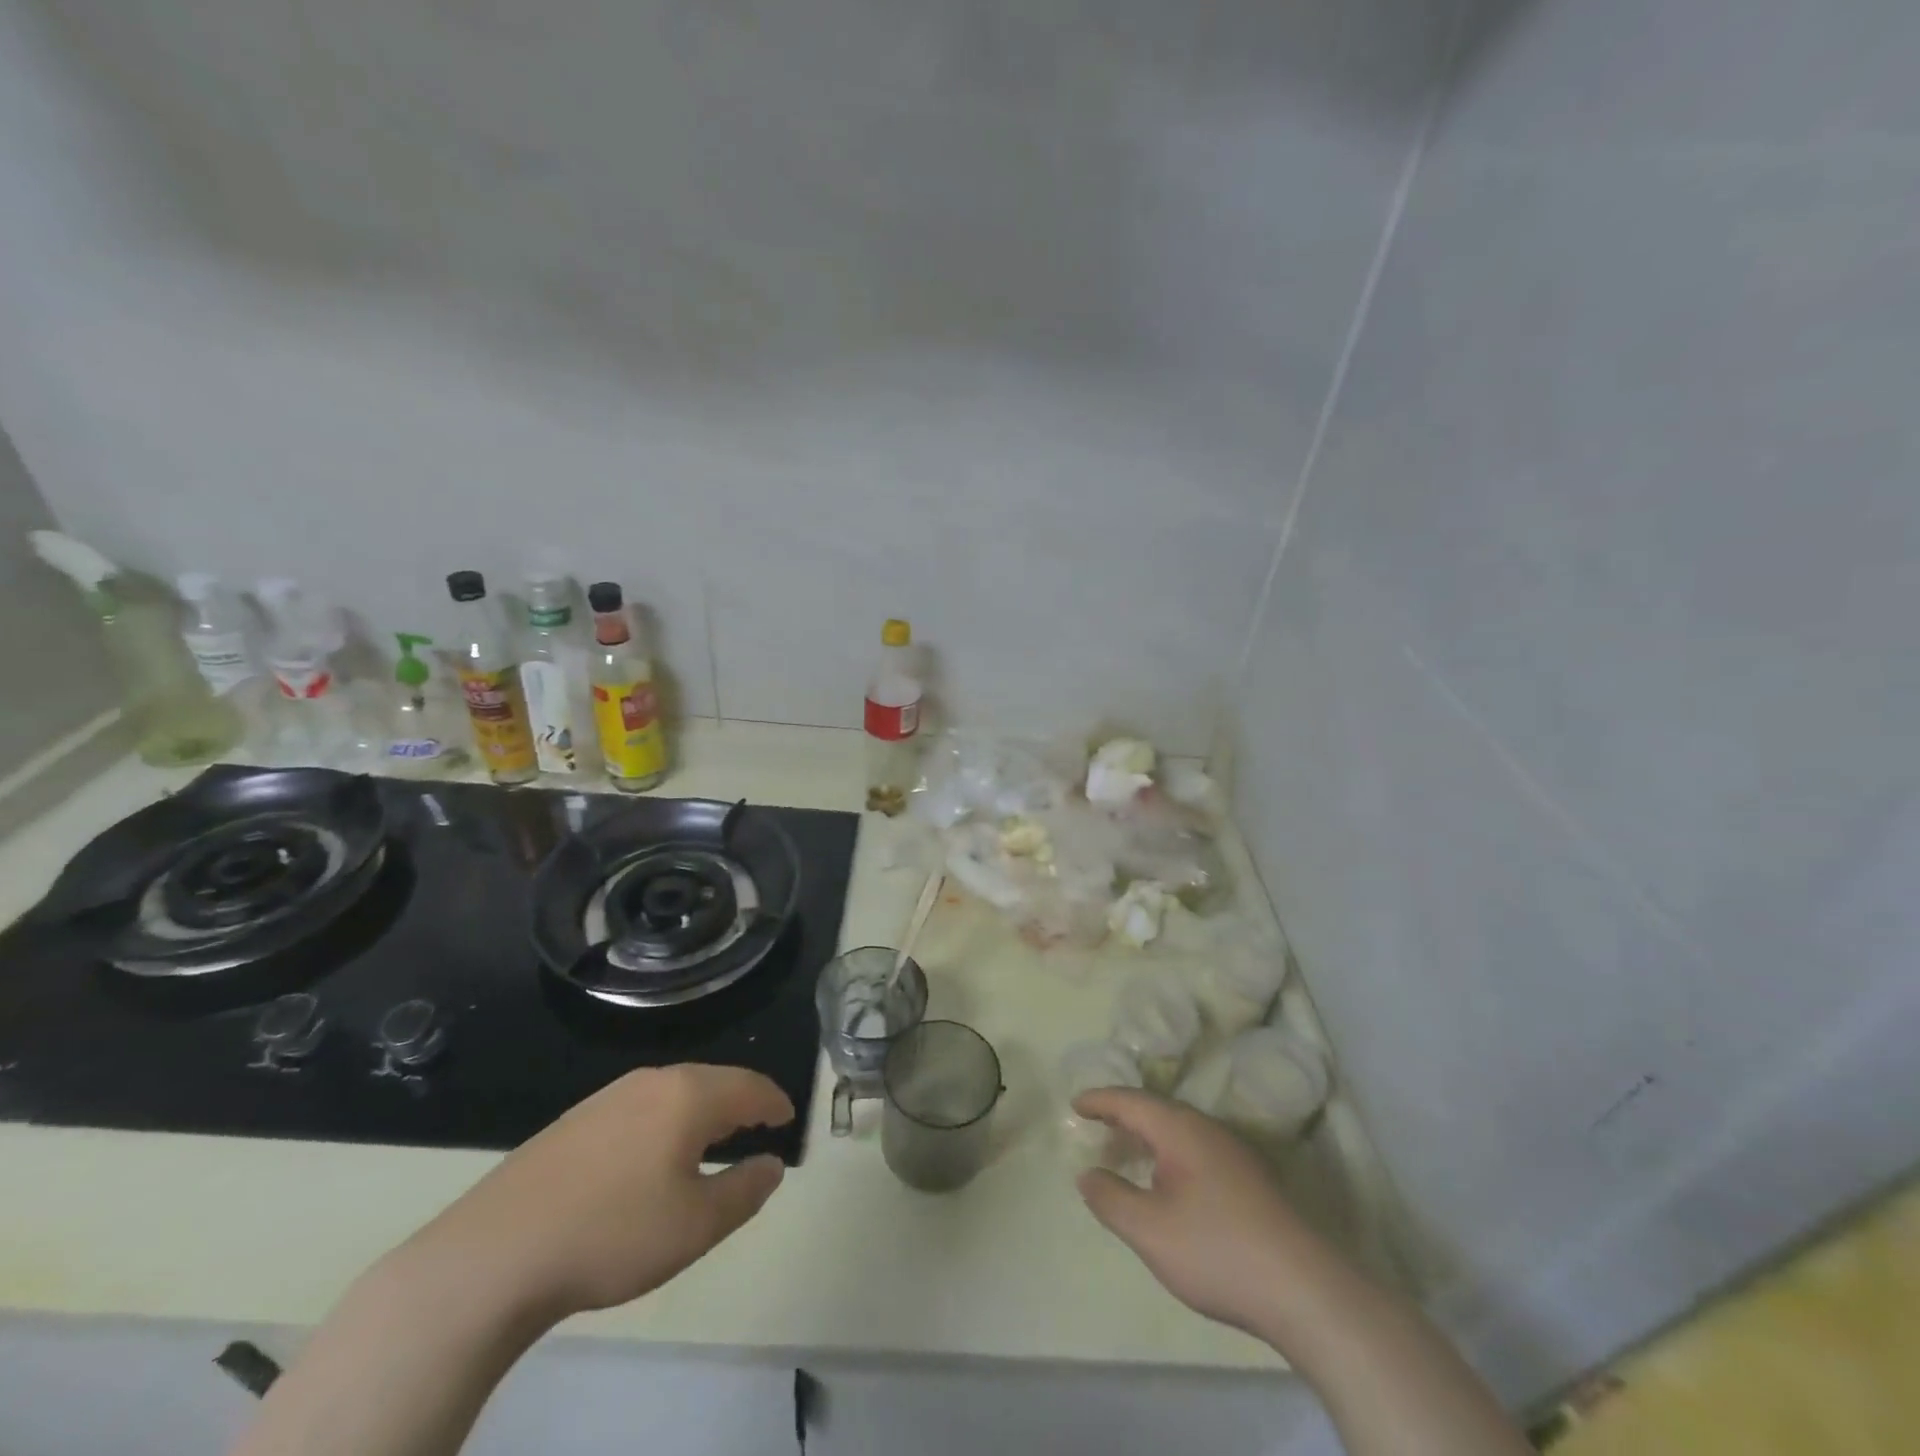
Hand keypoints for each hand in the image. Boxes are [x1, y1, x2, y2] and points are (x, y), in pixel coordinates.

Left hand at [405, 1065, 793, 1324]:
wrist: (493, 1255)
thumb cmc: (612, 1234)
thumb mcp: (695, 1225)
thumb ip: (745, 1190)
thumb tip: (773, 1164)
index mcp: (688, 1095)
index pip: (748, 1086)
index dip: (774, 1101)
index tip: (789, 1116)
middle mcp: (652, 1081)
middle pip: (712, 1080)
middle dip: (740, 1100)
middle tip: (758, 1124)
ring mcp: (608, 1097)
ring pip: (675, 1091)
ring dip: (703, 1109)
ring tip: (713, 1137)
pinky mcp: (576, 1120)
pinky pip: (641, 1107)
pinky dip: (667, 1119)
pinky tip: (654, 1153)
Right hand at [1074, 1088, 1321, 1338]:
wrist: (1306, 1290)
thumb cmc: (1217, 1251)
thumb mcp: (1150, 1230)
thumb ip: (1111, 1199)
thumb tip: (1086, 1175)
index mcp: (1181, 1129)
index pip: (1131, 1101)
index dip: (1100, 1100)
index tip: (1074, 1103)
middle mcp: (1208, 1129)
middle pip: (1157, 1111)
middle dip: (1123, 1115)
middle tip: (1095, 1125)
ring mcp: (1235, 1153)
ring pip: (1180, 1131)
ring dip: (1148, 1135)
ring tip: (1125, 1150)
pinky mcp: (1251, 1181)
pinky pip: (1196, 1150)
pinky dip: (1169, 1154)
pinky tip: (1168, 1182)